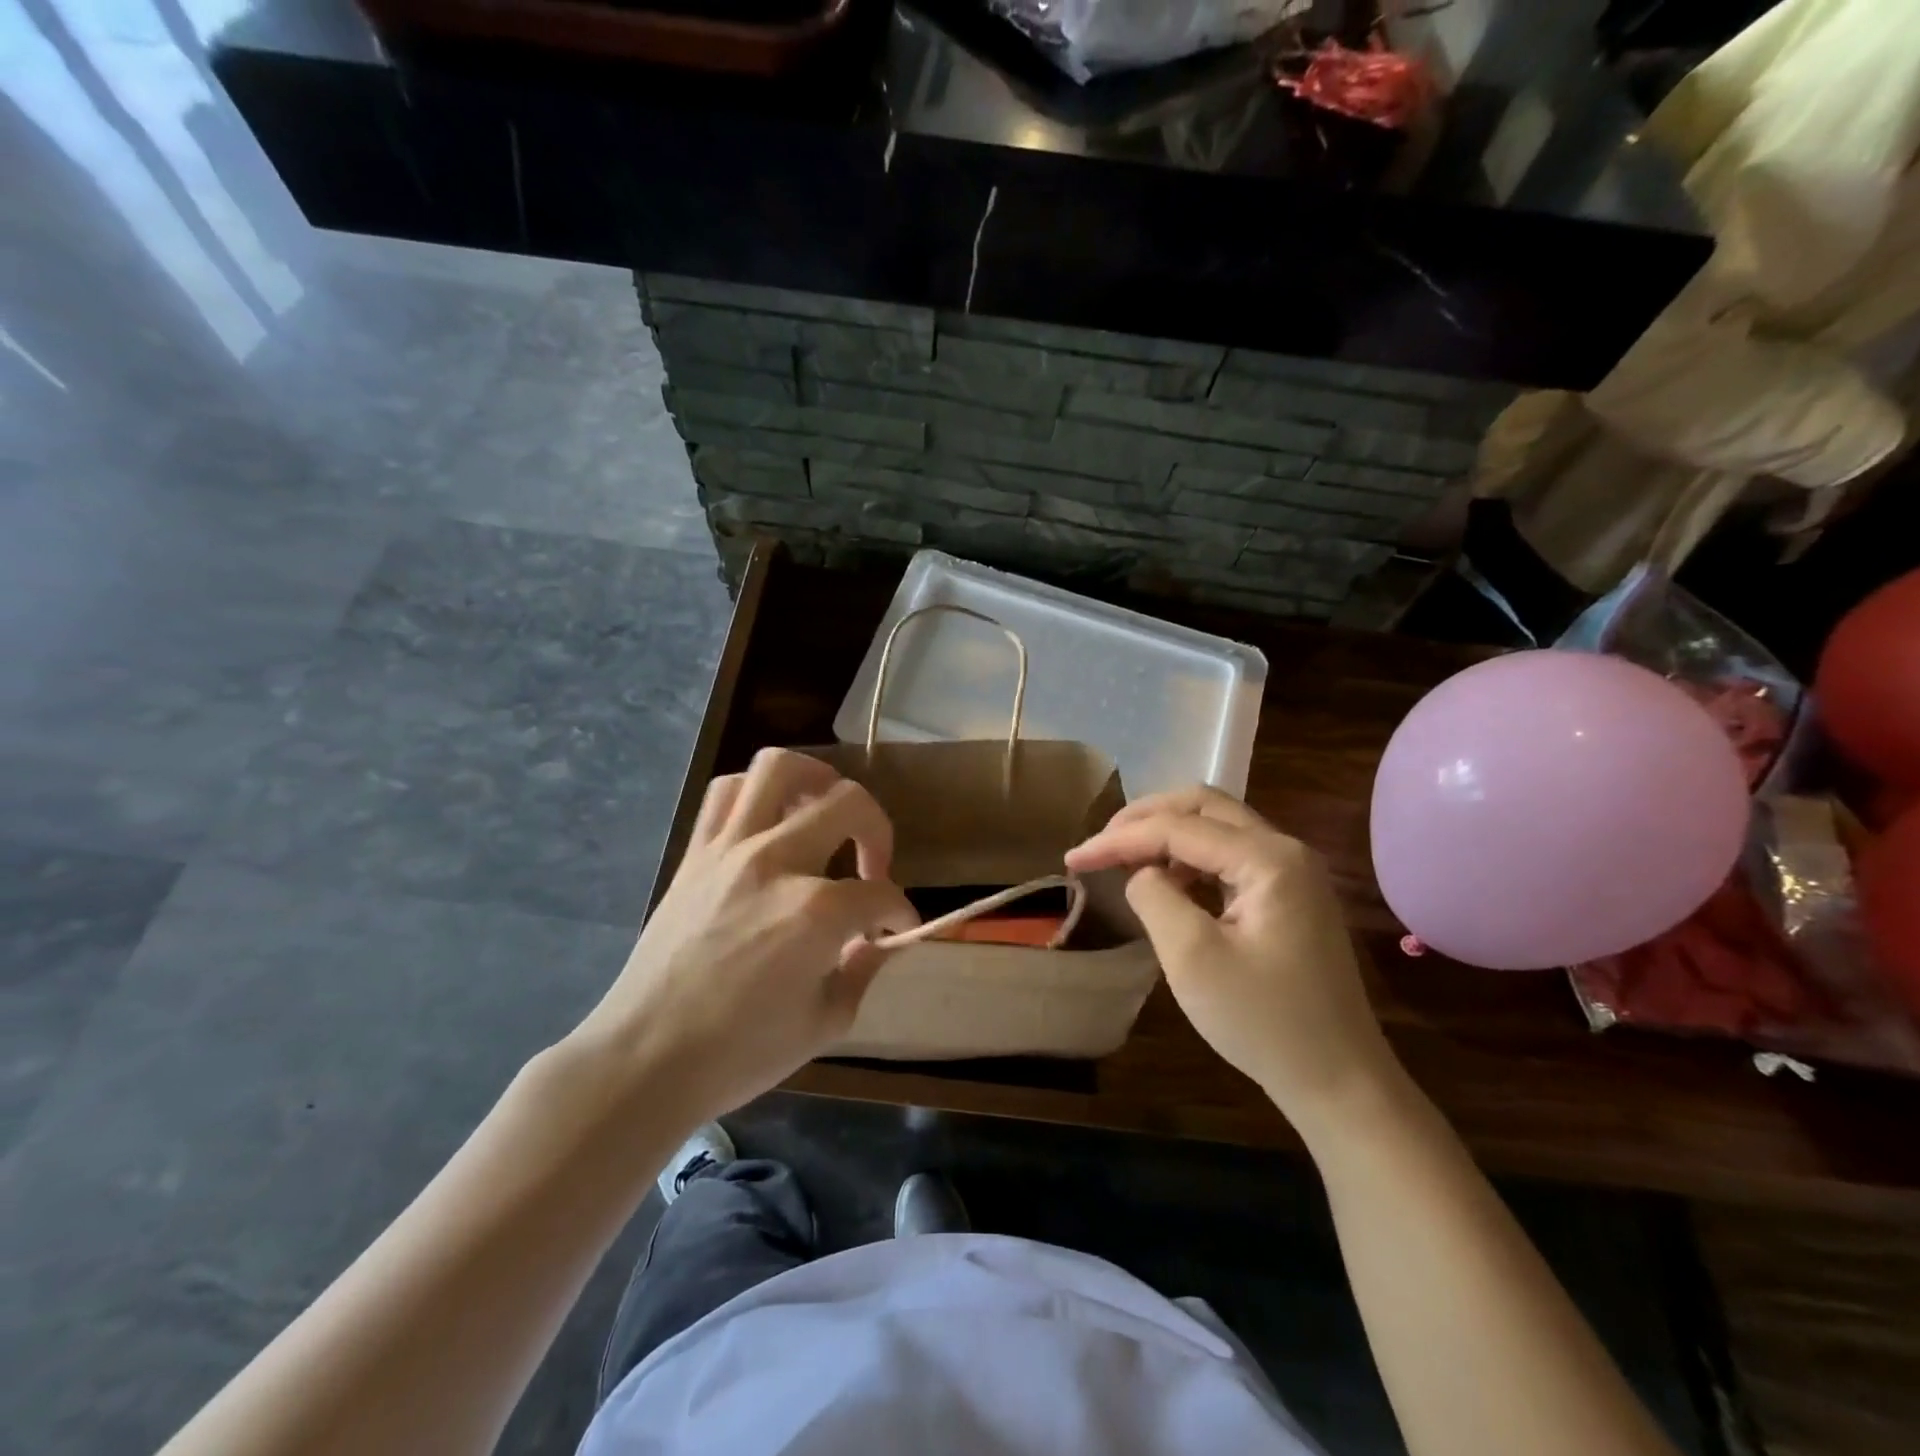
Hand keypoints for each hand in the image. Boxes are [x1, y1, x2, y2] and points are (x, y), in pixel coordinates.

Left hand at [570, 749, 917, 1122]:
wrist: (644, 1060)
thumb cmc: (739, 1053)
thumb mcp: (825, 1023)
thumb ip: (864, 970)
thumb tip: (879, 941)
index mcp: (816, 912)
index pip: (881, 894)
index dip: (900, 912)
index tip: (898, 931)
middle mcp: (776, 862)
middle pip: (848, 803)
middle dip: (878, 831)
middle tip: (872, 868)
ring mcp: (729, 849)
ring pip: (779, 768)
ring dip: (817, 780)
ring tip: (825, 811)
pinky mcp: (695, 853)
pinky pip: (726, 792)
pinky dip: (757, 793)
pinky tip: (770, 822)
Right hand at [1066, 787, 1394, 1129]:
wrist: (1339, 1082)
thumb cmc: (1264, 1021)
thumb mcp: (1192, 957)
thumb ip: (1154, 896)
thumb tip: (1141, 872)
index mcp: (1269, 858)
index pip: (1178, 828)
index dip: (1119, 839)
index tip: (1073, 859)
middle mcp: (1286, 850)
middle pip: (1204, 806)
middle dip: (1146, 818)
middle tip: (1101, 843)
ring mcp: (1294, 873)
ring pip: (1218, 827)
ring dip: (1168, 835)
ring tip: (1125, 861)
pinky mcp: (1291, 897)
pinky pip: (1231, 857)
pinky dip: (1191, 859)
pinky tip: (1168, 883)